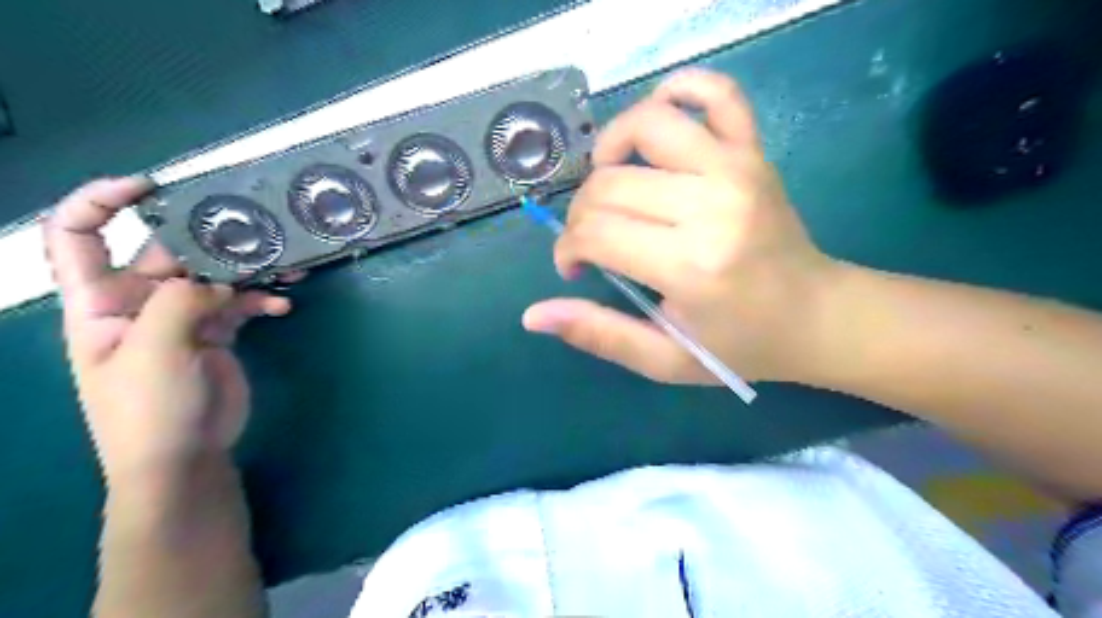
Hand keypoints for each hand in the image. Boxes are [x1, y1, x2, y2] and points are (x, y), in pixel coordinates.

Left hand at [43, 176, 291, 486]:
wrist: (184, 457)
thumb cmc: (148, 409)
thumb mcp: (152, 352)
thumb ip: (178, 303)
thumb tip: (217, 282)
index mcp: (98, 302)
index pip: (78, 237)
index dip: (101, 202)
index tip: (150, 187)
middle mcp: (138, 303)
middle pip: (167, 253)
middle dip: (207, 240)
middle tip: (252, 231)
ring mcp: (181, 318)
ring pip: (214, 278)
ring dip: (248, 271)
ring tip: (284, 266)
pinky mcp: (217, 333)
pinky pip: (241, 305)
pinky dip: (262, 302)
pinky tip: (283, 306)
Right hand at [524, 67, 844, 386]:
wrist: (815, 315)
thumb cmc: (739, 344)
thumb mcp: (665, 359)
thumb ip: (599, 335)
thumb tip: (533, 316)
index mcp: (690, 265)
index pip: (597, 232)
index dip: (569, 249)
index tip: (576, 267)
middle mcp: (712, 205)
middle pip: (611, 183)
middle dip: (582, 214)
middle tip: (593, 240)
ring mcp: (737, 169)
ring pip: (648, 124)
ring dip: (611, 148)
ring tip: (611, 182)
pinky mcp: (754, 152)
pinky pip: (717, 93)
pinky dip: (680, 90)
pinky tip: (658, 122)